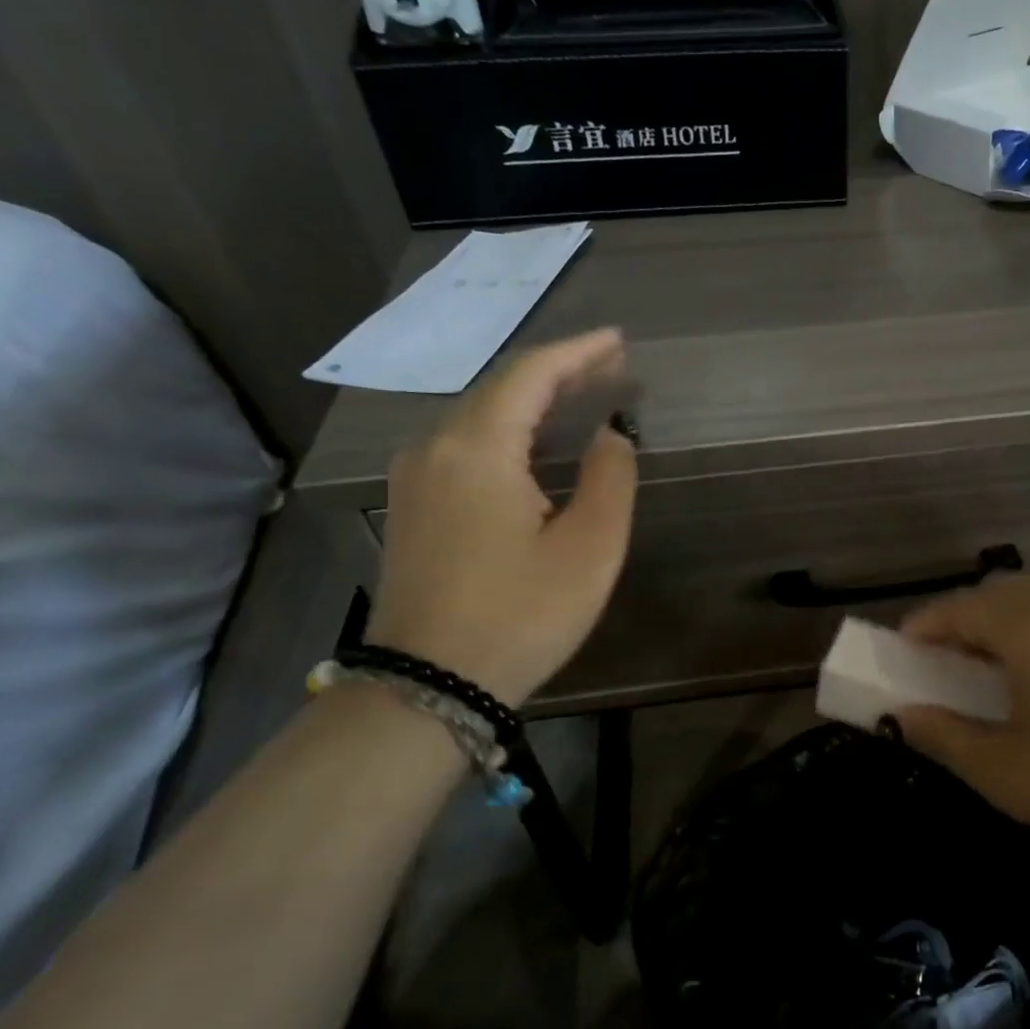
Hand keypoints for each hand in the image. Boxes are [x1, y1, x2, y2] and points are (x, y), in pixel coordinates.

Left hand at [365, 329, 636, 707]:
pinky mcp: (411, 508)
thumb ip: (611, 478)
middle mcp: (434, 449)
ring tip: (580, 400)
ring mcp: (414, 479)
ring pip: (479, 419)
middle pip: (500, 391)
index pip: (530, 375)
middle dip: (558, 375)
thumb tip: (611, 433)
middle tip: (610, 368)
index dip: (578, 352)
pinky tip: (533, 448)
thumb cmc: (520, 616)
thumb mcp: (588, 549)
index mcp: (477, 449)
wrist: (427, 687)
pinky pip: (463, 449)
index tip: (618, 340)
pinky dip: (507, 434)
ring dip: (532, 405)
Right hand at [894, 576, 1029, 873]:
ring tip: (1004, 674)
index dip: (922, 626)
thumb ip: (945, 735)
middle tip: (950, 663)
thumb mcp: (1007, 773)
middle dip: (966, 621)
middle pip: (1002, 595)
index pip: (959, 607)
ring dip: (1012, 627)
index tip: (901, 650)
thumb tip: (902, 716)